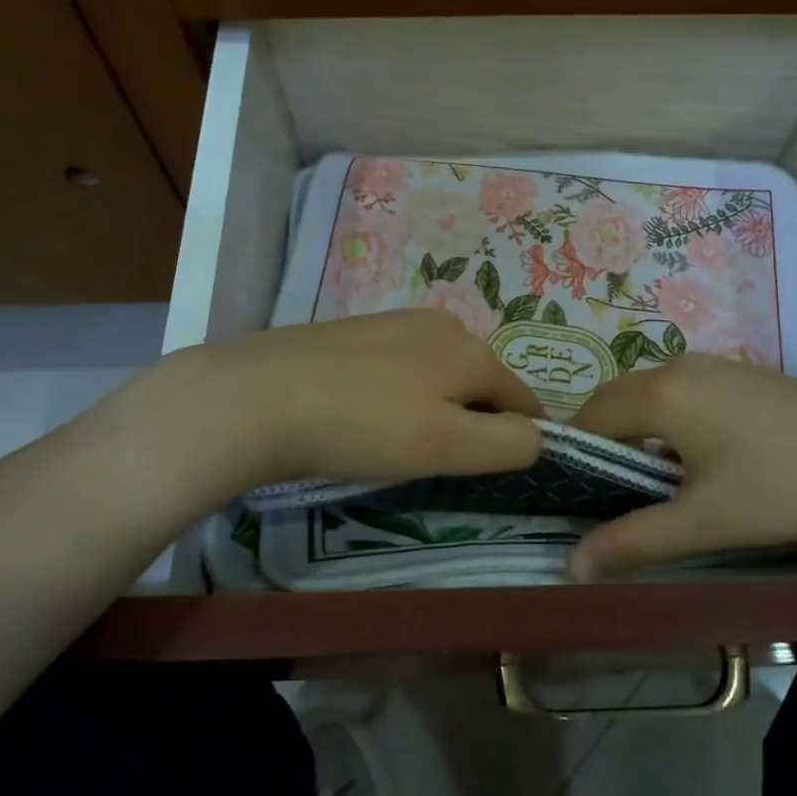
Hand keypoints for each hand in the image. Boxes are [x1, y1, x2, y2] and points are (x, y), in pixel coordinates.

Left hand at [172, 310, 544, 493]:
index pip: (524, 401)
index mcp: (473, 350)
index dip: (518, 441)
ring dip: (432, 409)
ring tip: (392, 443)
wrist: (258, 396)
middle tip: (433, 463)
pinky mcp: (354, 330)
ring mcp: (395, 321)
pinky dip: (395, 394)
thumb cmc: (364, 426)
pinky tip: (361, 415)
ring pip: (438, 375)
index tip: (487, 474)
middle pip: (480, 385)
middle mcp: (443, 325)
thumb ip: (508, 444)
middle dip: (471, 423)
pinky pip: (397, 367)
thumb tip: (539, 437)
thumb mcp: (447, 447)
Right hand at [566, 355, 796, 579]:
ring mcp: (715, 365)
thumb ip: (633, 540)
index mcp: (659, 394)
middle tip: (606, 494)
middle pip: (616, 398)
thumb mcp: (705, 522)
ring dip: (637, 431)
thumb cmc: (786, 487)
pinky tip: (700, 461)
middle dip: (602, 440)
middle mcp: (678, 367)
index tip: (572, 494)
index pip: (589, 417)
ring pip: (651, 394)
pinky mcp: (744, 373)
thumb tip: (569, 566)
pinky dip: (670, 421)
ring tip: (651, 483)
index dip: (573, 453)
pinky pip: (683, 392)